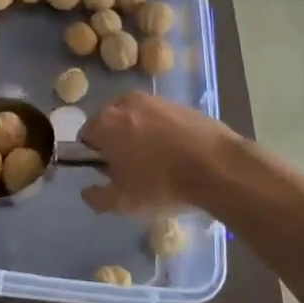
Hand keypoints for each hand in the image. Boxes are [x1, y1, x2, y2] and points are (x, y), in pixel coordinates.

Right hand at [80, 92, 242, 215]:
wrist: (217, 167)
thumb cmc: (162, 184)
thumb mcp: (124, 202)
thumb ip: (97, 197)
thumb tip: (87, 190)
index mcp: (105, 122)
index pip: (86, 136)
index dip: (95, 157)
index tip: (110, 174)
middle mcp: (125, 103)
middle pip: (111, 123)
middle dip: (116, 142)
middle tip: (133, 170)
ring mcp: (155, 100)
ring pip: (136, 118)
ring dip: (140, 135)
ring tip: (158, 162)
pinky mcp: (180, 103)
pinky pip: (161, 118)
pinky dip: (163, 131)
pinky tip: (178, 153)